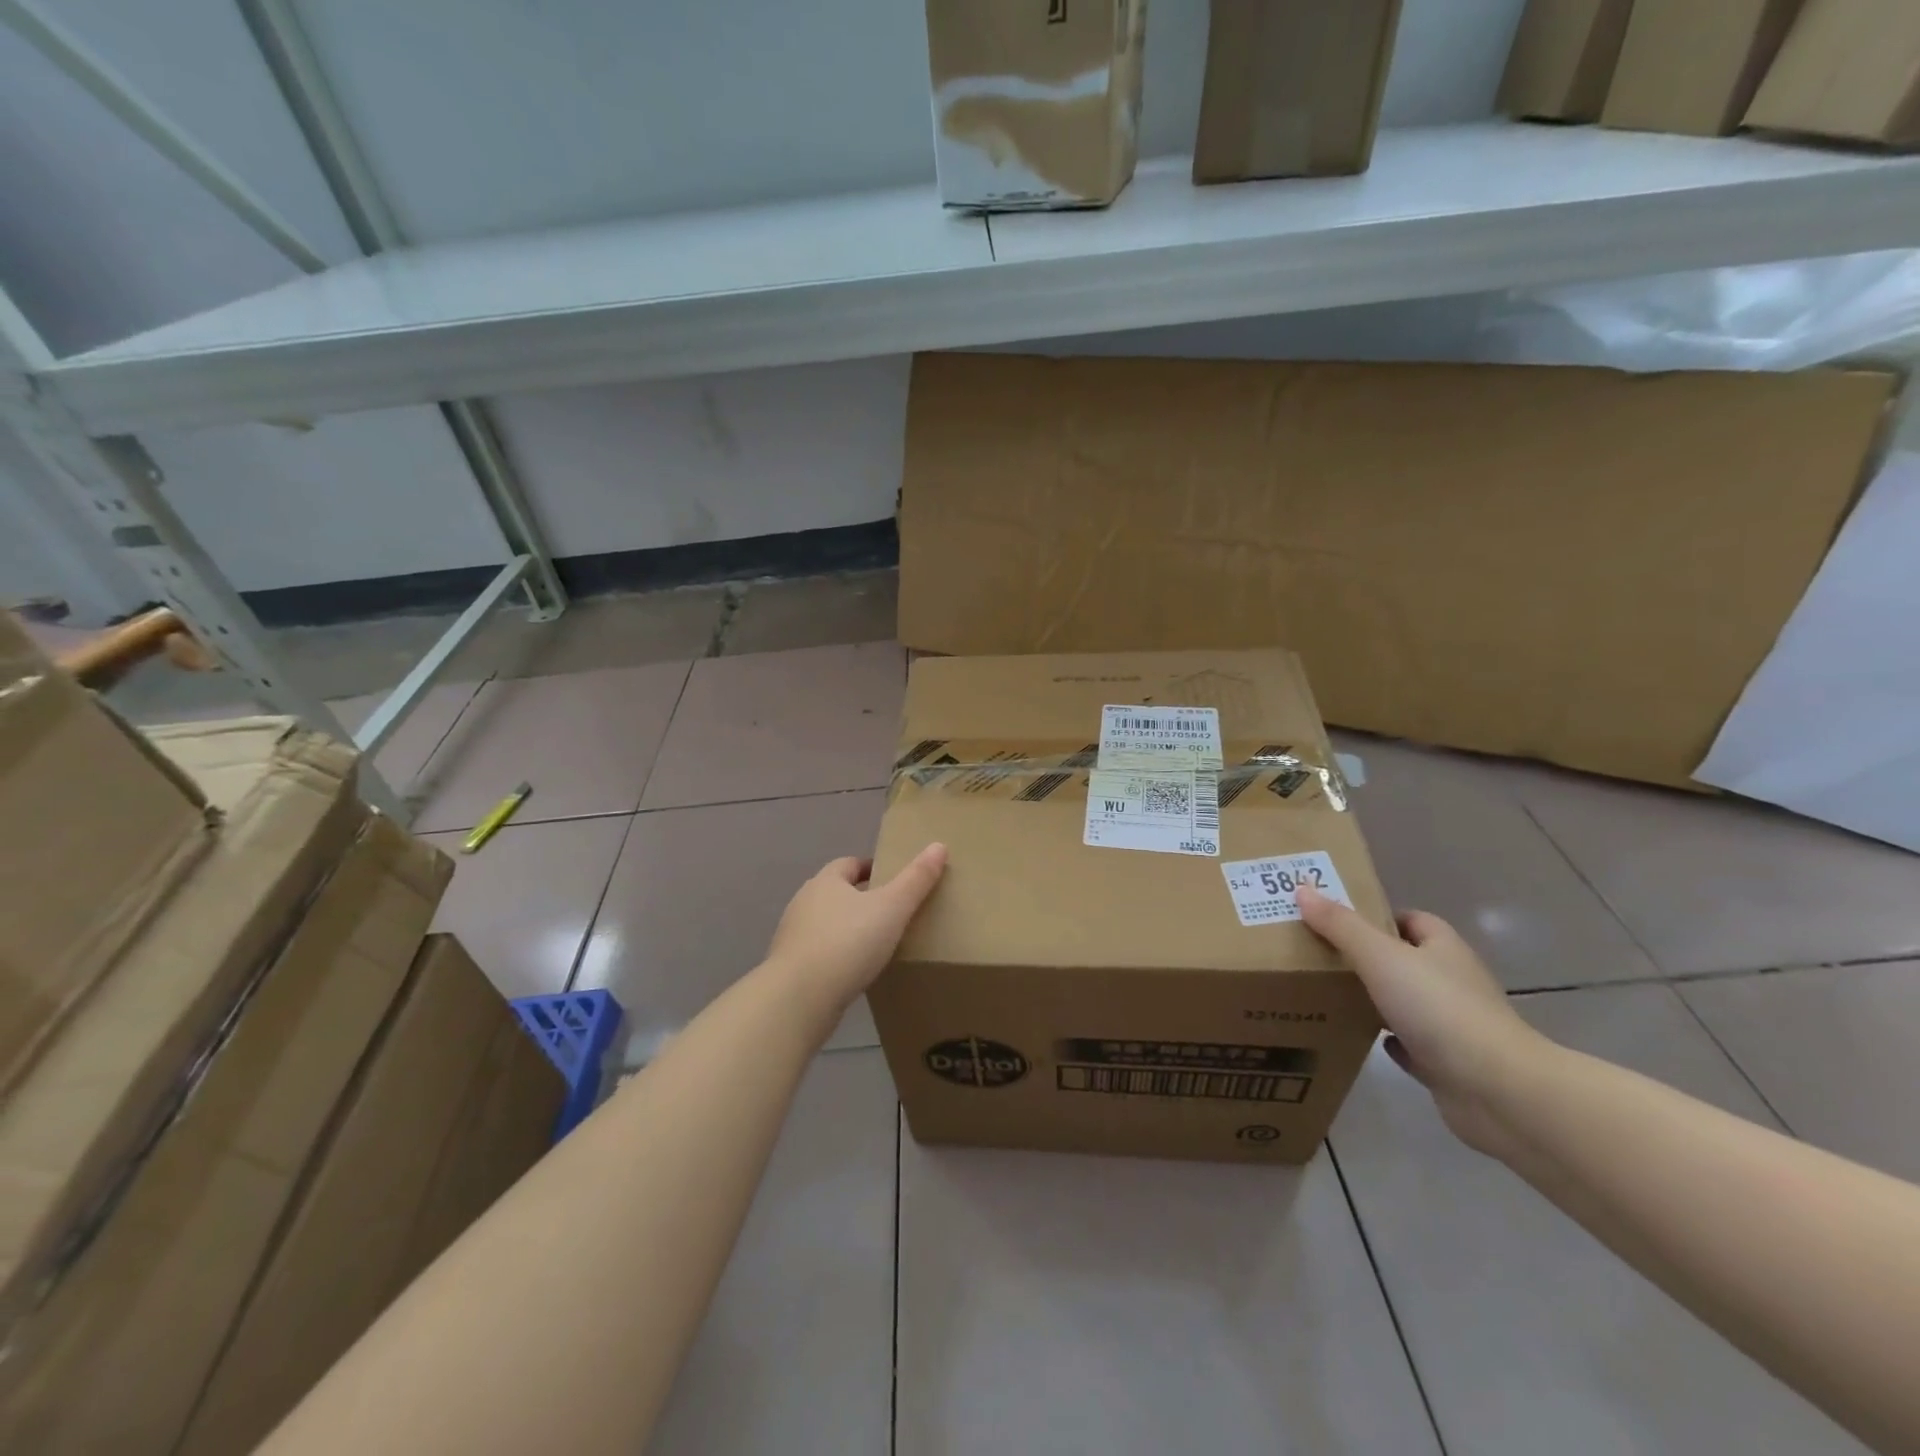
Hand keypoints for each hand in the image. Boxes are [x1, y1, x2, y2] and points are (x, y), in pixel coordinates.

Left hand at [764, 844, 948, 1011]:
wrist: (799, 998)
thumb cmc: (848, 943)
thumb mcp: (892, 908)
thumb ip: (916, 879)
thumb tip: (939, 846)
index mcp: (826, 881)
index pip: (850, 864)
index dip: (872, 869)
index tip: (895, 882)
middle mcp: (804, 902)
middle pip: (836, 893)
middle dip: (861, 899)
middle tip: (893, 913)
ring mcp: (793, 937)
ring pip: (826, 924)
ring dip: (848, 929)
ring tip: (877, 945)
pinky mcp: (791, 968)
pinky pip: (820, 954)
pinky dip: (837, 957)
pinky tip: (855, 973)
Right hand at [1297, 886, 1549, 1157]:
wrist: (1498, 1091)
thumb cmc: (1439, 1009)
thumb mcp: (1380, 956)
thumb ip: (1340, 925)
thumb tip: (1302, 889)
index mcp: (1444, 949)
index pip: (1412, 920)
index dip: (1376, 916)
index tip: (1335, 921)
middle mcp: (1453, 981)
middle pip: (1406, 960)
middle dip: (1368, 957)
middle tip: (1319, 956)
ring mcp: (1454, 1025)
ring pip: (1407, 1003)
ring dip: (1376, 999)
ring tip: (1328, 994)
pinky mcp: (1449, 1064)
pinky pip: (1412, 1045)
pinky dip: (1389, 1040)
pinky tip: (1362, 1038)